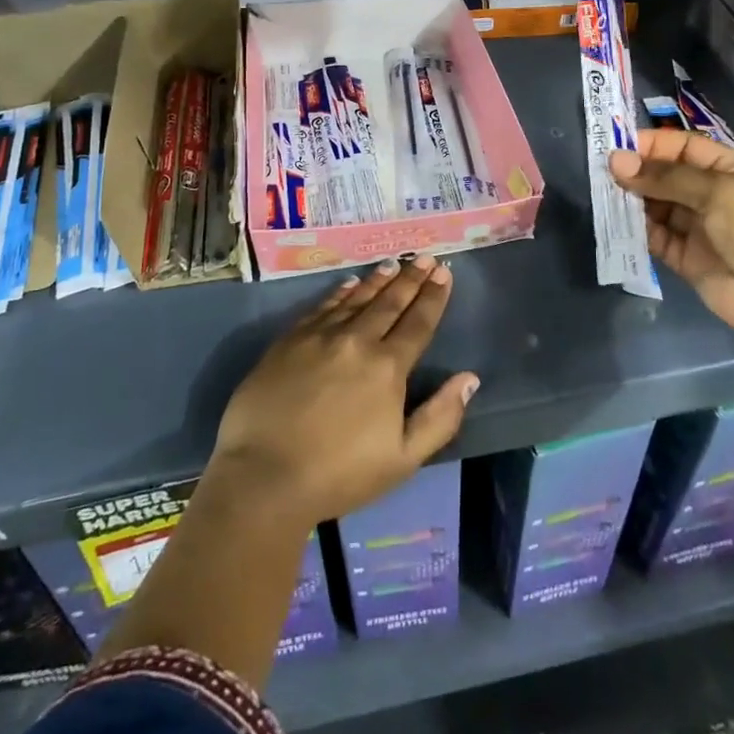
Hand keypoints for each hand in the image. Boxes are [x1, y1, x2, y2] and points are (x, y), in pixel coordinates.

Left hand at [208, 256, 477, 526]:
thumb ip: (440, 417)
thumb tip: (470, 378)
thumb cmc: (339, 474)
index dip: (433, 297)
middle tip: (425, 257)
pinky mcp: (290, 340)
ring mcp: (320, 337)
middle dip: (411, 279)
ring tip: (394, 264)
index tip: (444, 272)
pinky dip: (340, 292)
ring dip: (378, 280)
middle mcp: (357, 341)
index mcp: (387, 368)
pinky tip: (349, 284)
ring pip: (357, 299)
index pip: (418, 323)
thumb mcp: (402, 459)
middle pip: (390, 303)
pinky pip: (322, 307)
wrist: (264, 476)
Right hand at [608, 129, 733, 343]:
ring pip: (656, 205)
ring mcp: (698, 227)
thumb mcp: (717, 191)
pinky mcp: (684, 257)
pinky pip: (655, 236)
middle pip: (666, 175)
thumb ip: (665, 177)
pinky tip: (616, 222)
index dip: (652, 144)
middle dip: (637, 172)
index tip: (617, 147)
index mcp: (730, 170)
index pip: (684, 146)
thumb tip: (616, 161)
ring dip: (632, 200)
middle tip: (602, 172)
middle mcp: (712, 194)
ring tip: (605, 195)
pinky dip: (636, 229)